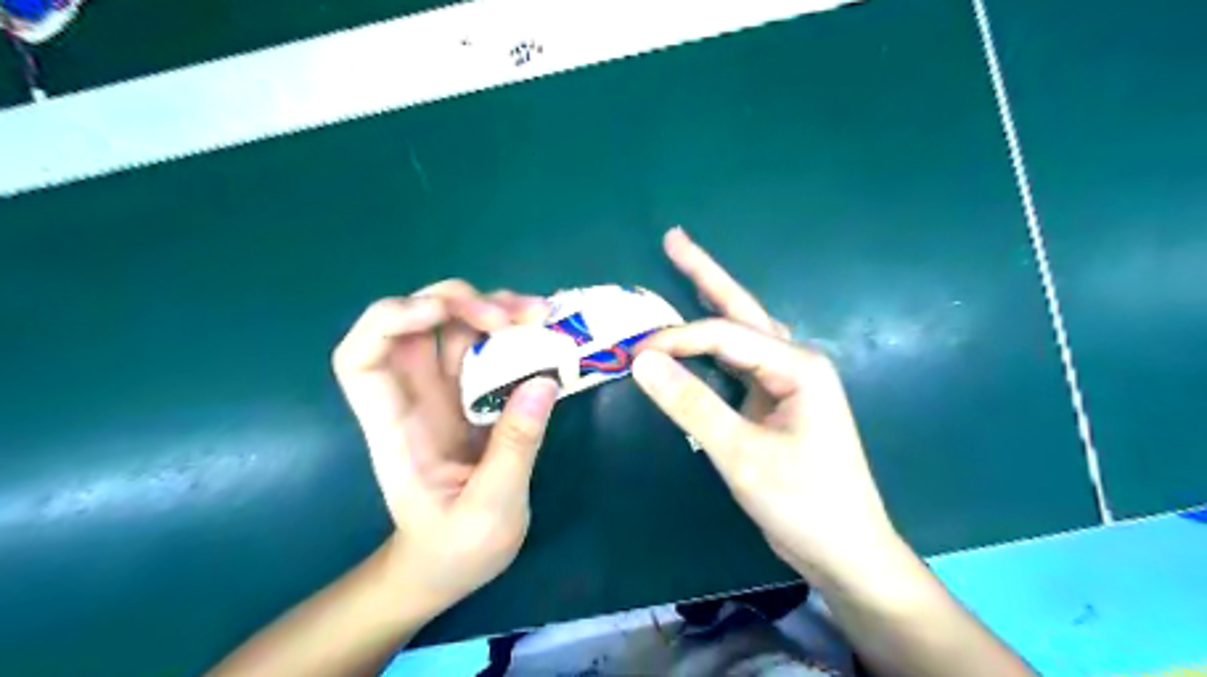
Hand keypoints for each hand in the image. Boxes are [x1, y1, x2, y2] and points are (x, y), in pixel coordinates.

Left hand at [329, 280, 556, 613]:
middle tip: (511, 316)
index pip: (360, 359)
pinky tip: (542, 329)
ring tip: (539, 314)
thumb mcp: (490, 509)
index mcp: (396, 427)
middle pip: (415, 324)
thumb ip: (514, 447)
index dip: (388, 322)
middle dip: (457, 303)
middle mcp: (416, 398)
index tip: (438, 314)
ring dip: (493, 308)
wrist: (449, 568)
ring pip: (455, 327)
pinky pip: (486, 348)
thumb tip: (544, 380)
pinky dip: (512, 331)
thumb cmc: (454, 550)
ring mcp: (446, 394)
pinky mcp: (475, 397)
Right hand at [633, 230, 894, 579]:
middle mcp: (796, 362)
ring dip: (712, 303)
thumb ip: (692, 404)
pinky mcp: (777, 402)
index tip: (634, 353)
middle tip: (674, 239)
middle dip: (707, 274)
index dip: (677, 338)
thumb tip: (642, 361)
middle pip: (743, 311)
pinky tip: (700, 336)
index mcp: (798, 366)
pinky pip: (740, 362)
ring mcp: (788, 382)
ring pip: (743, 333)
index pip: (725, 335)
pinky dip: (714, 345)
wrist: (846, 552)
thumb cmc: (804, 503)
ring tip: (685, 271)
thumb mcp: (742, 455)